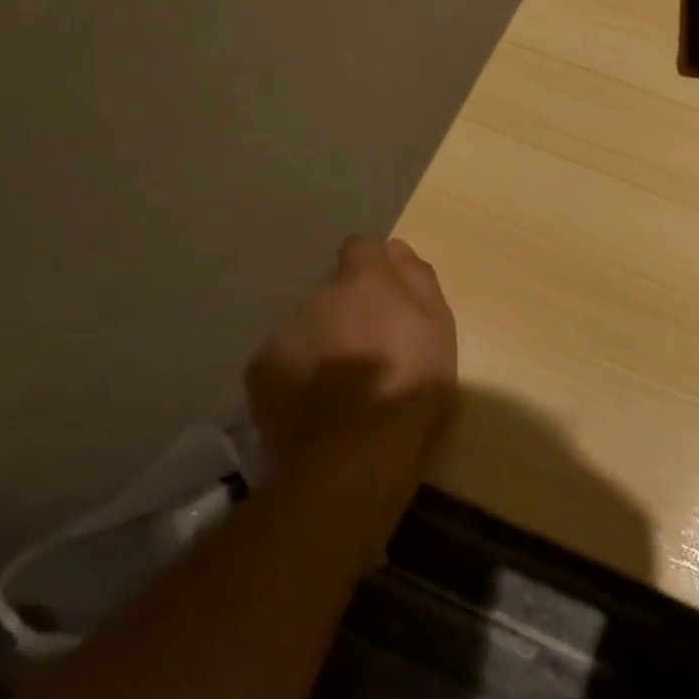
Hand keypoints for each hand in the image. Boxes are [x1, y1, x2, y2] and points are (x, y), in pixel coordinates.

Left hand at [246, 237, 457, 526]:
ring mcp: (284, 331)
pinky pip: (283, 357)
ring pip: (306, 323)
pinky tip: (315, 400)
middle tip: (369, 349)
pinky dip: (297, 370)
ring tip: (340, 382)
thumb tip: (397, 249)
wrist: (356, 453)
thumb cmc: (412, 385)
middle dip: (348, 309)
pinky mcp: (260, 368)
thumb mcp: (439, 327)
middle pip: (333, 290)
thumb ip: (418, 280)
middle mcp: (318, 295)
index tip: (386, 296)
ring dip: (322, 339)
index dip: (373, 267)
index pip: (361, 246)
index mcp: (364, 282)